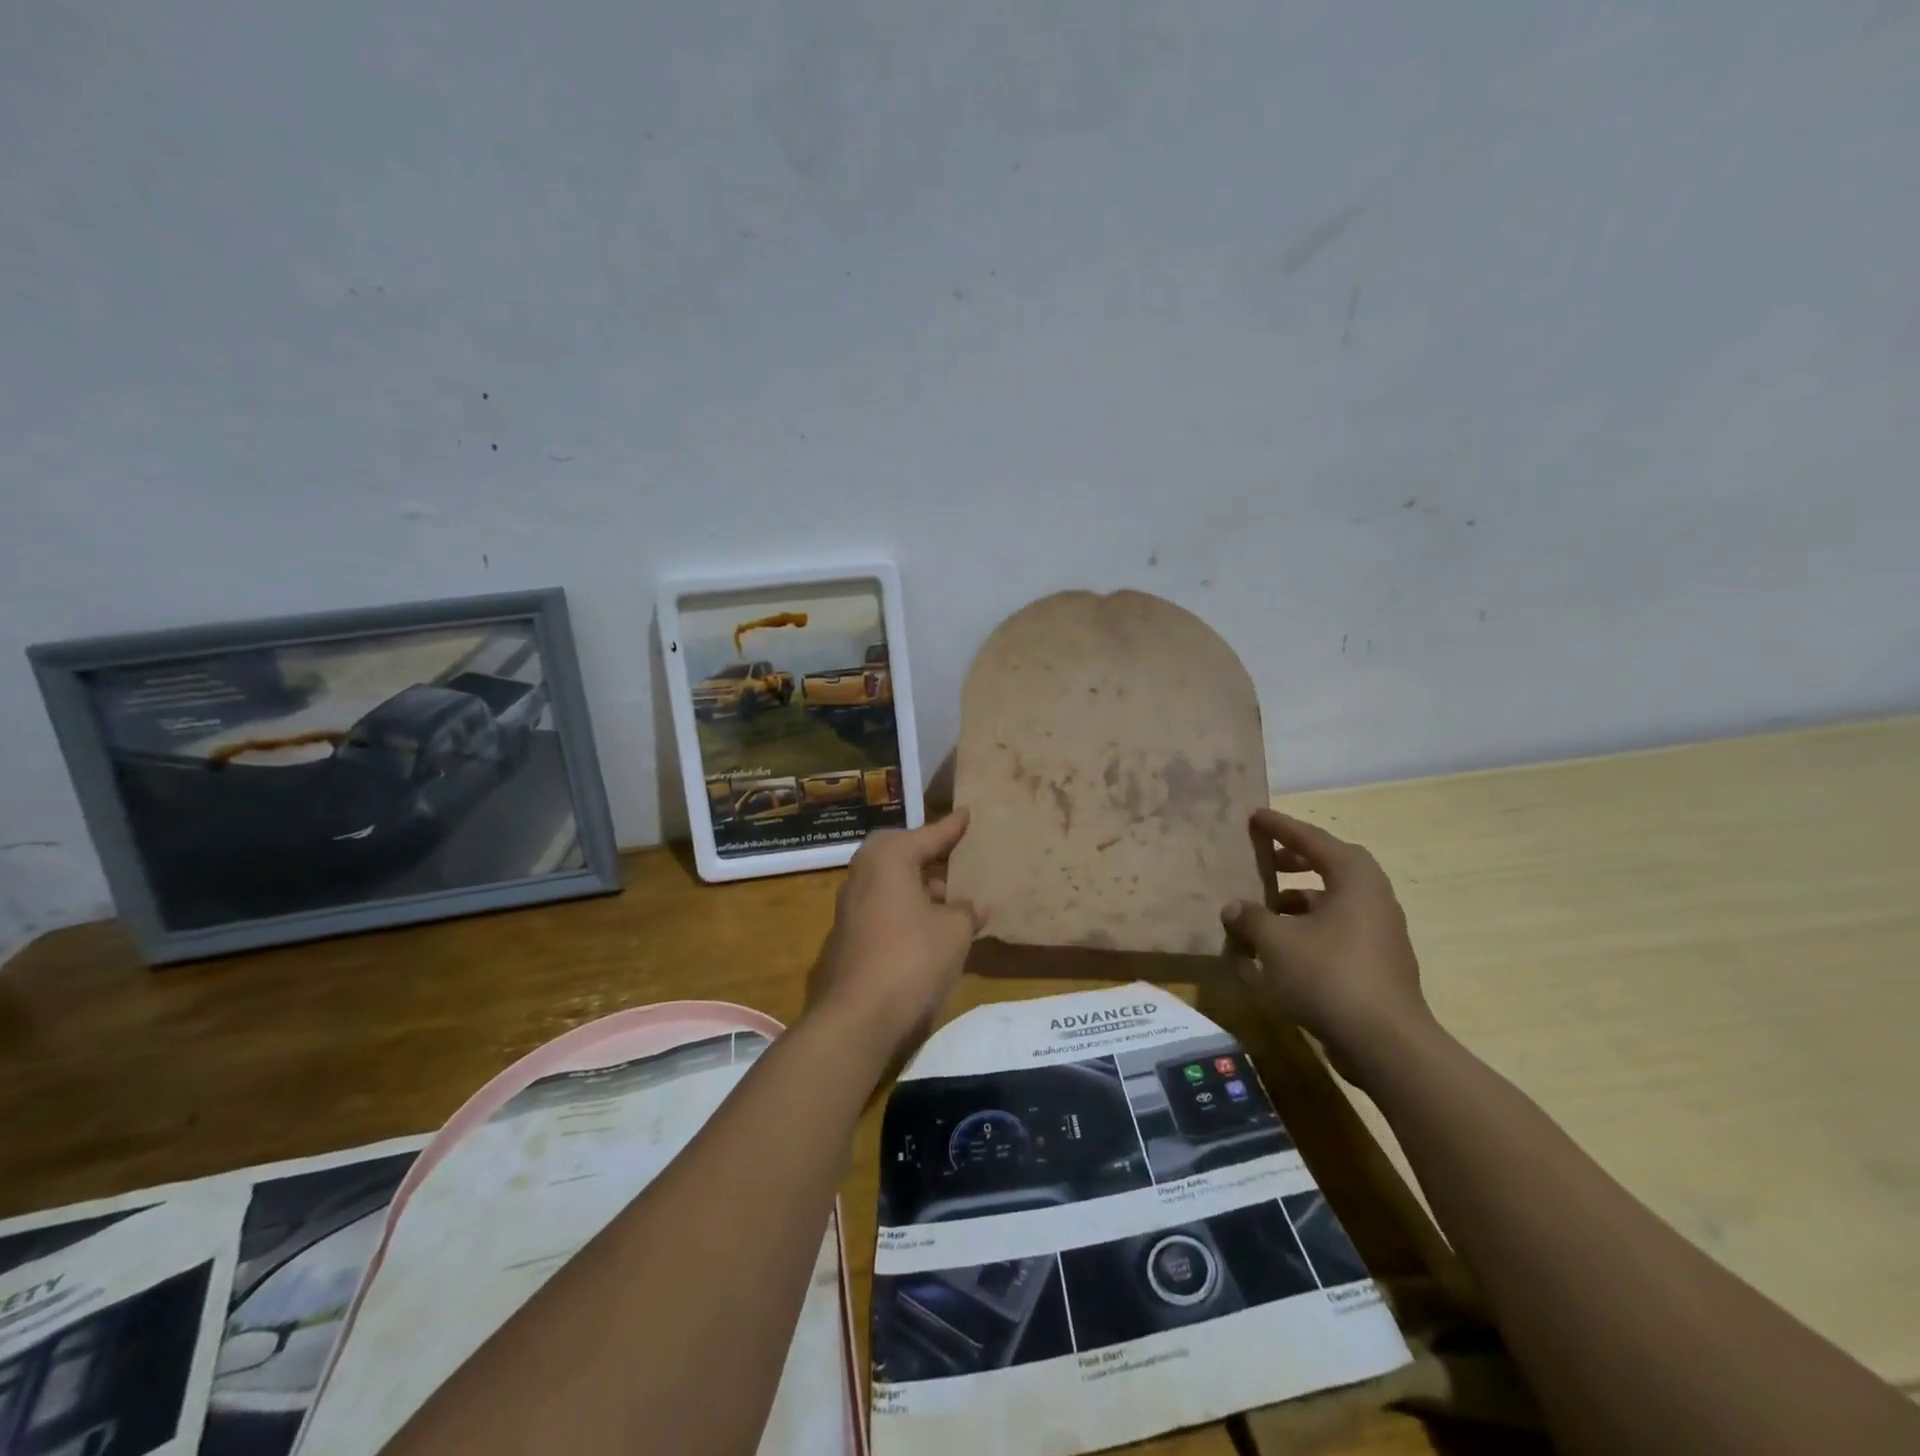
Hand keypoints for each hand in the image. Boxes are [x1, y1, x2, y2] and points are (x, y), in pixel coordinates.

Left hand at [807, 810, 984, 1060]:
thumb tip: (972, 906)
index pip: (927, 835)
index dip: (951, 827)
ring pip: (890, 883)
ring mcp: (850, 907)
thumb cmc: (911, 959)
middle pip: (901, 854)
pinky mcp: (846, 937)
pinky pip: (883, 908)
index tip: (967, 813)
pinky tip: (927, 928)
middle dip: (928, 855)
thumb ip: (965, 911)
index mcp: (888, 859)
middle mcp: (863, 874)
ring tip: (949, 896)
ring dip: (918, 886)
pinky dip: (905, 909)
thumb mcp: (953, 932)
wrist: (856, 1018)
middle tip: (955, 857)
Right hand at [1220, 807, 1435, 1086]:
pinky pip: (1337, 930)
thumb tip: (1233, 908)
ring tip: (1265, 908)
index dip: (1282, 827)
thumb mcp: (1276, 942)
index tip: (1256, 816)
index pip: (1313, 840)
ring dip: (1300, 899)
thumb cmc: (1329, 976)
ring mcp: (1380, 933)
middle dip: (1296, 860)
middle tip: (1265, 859)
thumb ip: (1251, 918)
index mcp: (1355, 879)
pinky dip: (1309, 928)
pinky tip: (1281, 947)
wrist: (1385, 1043)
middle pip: (1332, 866)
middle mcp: (1373, 898)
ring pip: (1334, 901)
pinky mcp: (1377, 964)